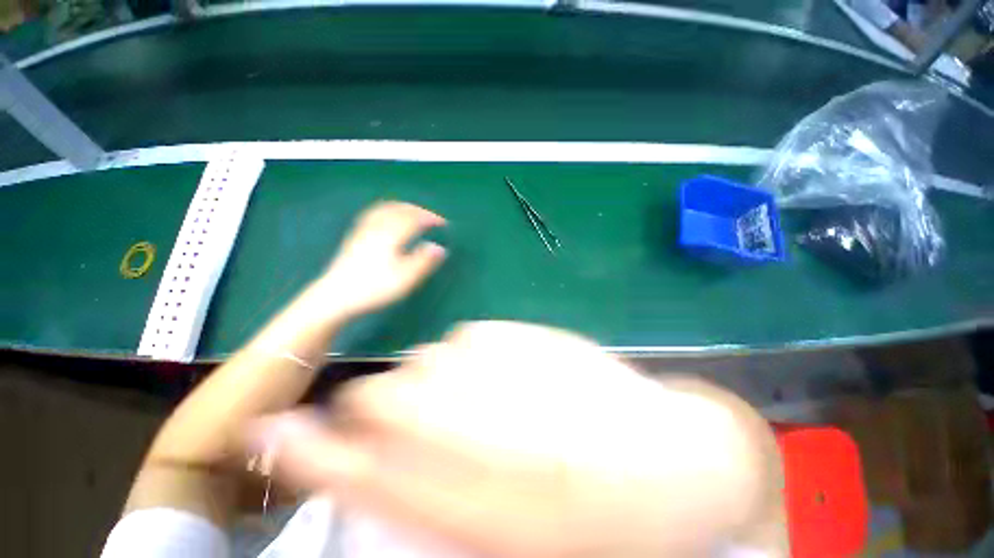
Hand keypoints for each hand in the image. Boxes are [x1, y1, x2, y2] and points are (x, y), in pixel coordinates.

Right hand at [246, 322, 786, 556]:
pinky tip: (497, 370)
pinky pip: (473, 335)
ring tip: (457, 395)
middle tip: (376, 408)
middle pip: (394, 394)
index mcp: (490, 498)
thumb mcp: (516, 537)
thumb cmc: (606, 517)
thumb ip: (434, 505)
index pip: (371, 467)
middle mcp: (495, 421)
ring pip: (432, 355)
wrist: (677, 456)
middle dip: (371, 401)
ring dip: (425, 376)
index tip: (273, 431)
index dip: (314, 449)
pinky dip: (468, 352)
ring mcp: (519, 365)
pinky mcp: (535, 333)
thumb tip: (369, 463)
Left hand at [318, 201, 446, 317]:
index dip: (430, 218)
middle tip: (431, 216)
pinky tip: (386, 217)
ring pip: (384, 209)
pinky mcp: (354, 238)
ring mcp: (363, 231)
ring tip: (412, 211)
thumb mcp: (405, 278)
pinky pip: (373, 215)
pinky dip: (386, 210)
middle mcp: (377, 228)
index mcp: (391, 235)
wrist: (336, 296)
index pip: (414, 219)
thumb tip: (440, 248)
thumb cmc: (374, 288)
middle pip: (399, 210)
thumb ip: (424, 262)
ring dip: (402, 207)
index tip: (443, 223)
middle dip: (418, 210)